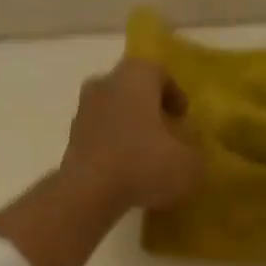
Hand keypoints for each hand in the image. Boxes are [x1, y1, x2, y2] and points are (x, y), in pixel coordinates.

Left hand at [61, 59, 201, 210]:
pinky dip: (112, 149)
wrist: (89, 192)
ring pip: (112, 113)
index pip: (159, 72)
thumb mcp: (189, 164)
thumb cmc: (144, 164)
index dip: (174, 94)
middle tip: (165, 134)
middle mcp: (105, 84)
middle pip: (131, 90)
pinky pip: (99, 137)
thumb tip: (191, 154)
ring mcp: (82, 112)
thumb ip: (195, 154)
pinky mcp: (70, 140)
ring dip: (128, 129)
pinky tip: (125, 173)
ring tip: (145, 157)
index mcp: (135, 76)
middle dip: (148, 109)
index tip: (182, 117)